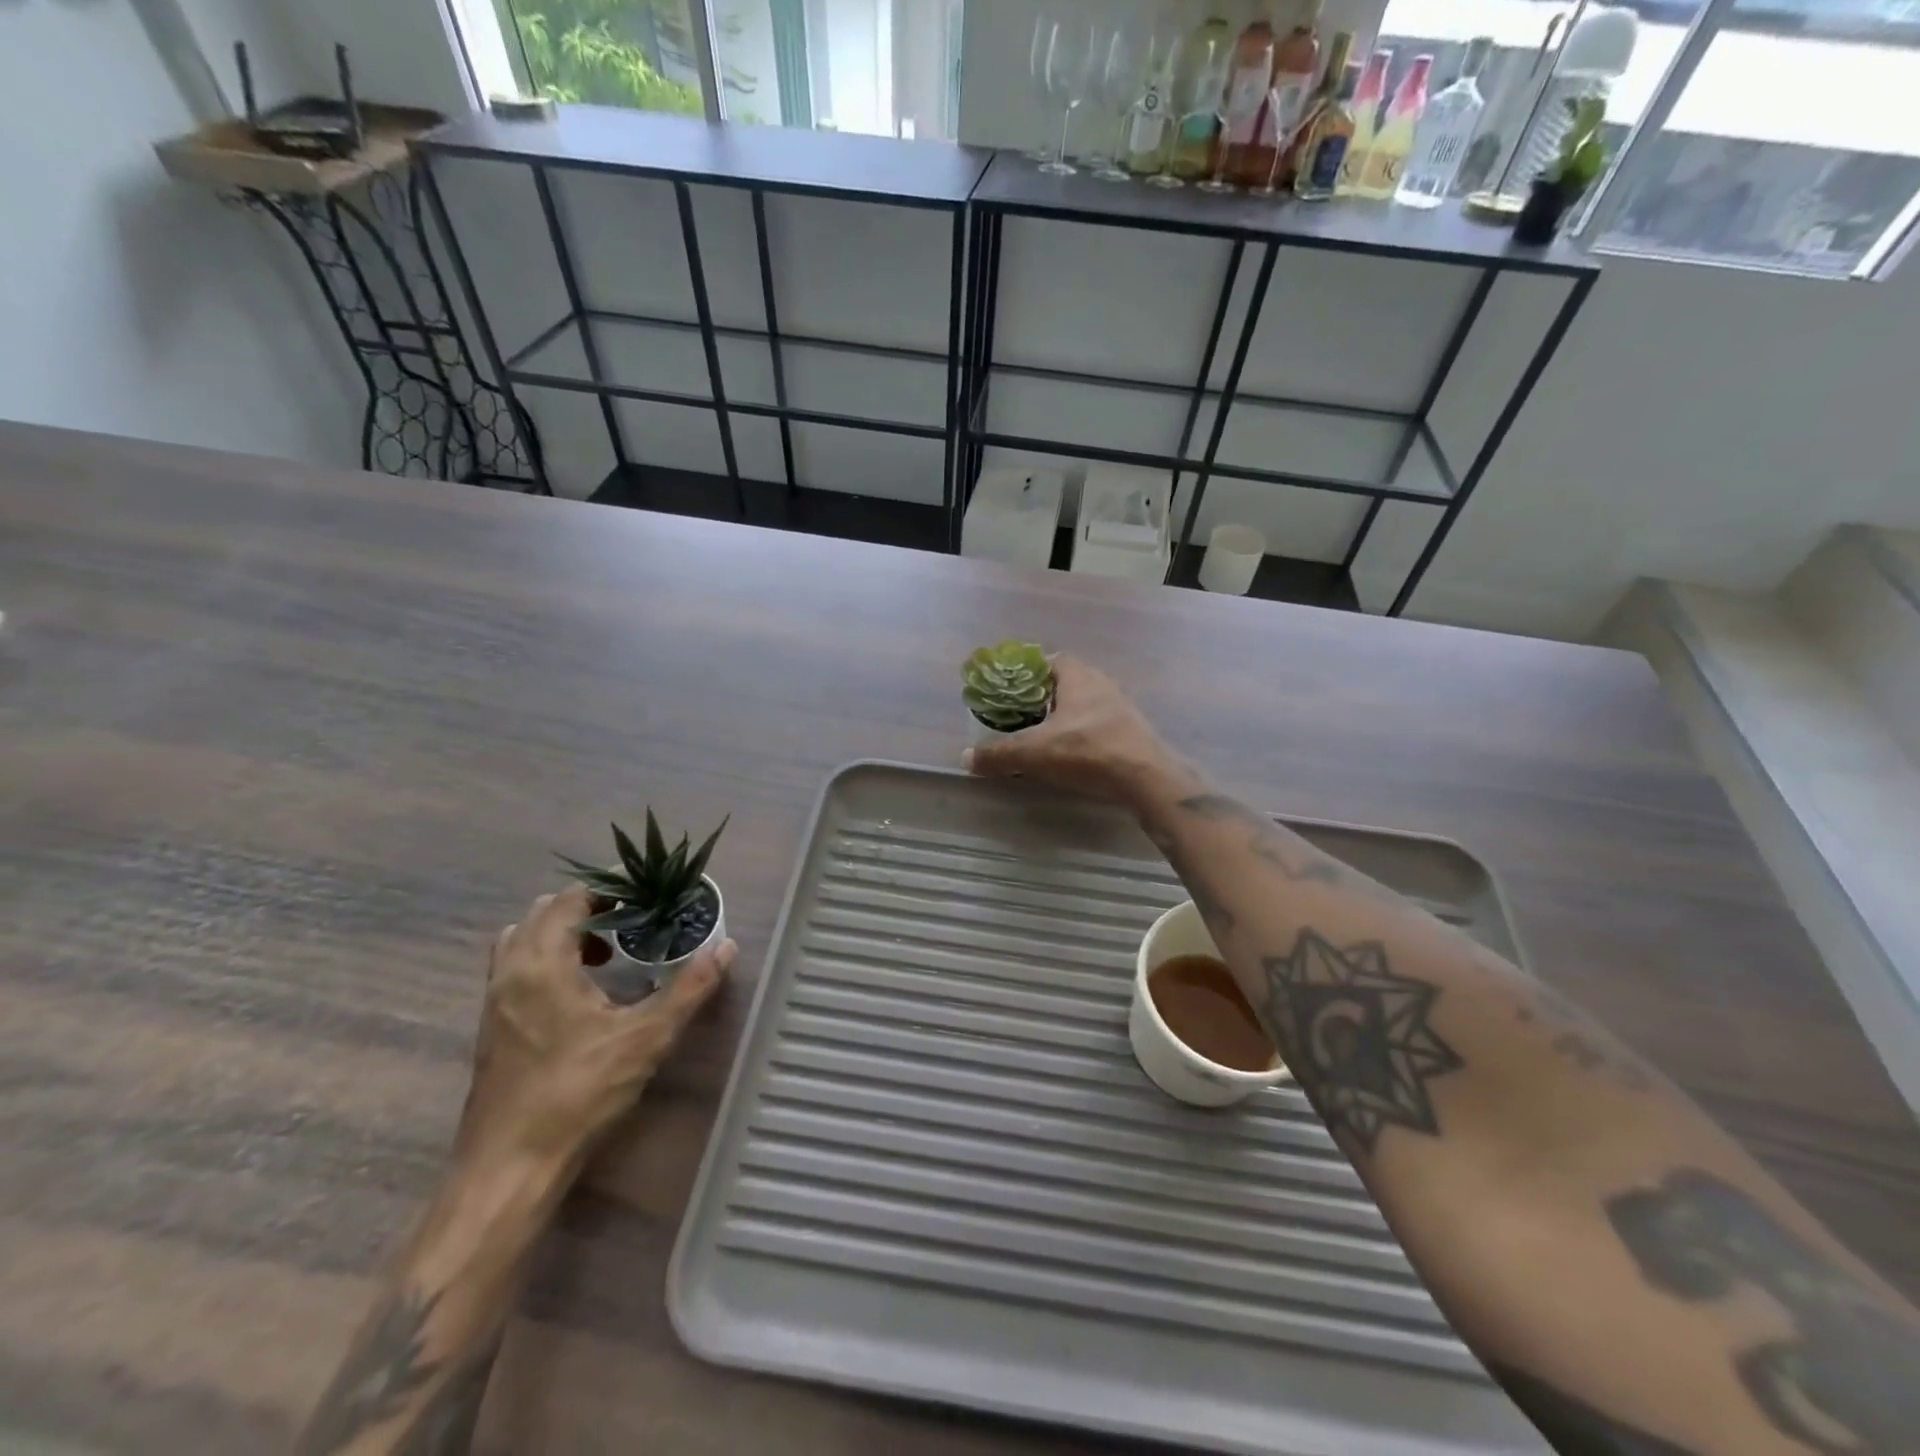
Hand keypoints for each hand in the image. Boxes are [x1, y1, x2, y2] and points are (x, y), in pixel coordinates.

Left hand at [454, 885, 731, 1171]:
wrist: (509, 1167)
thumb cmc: (576, 1093)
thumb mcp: (645, 1038)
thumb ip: (688, 988)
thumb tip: (726, 946)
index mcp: (541, 963)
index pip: (570, 898)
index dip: (609, 889)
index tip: (647, 893)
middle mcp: (510, 971)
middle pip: (544, 913)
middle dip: (591, 908)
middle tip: (635, 919)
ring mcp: (495, 1000)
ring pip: (525, 940)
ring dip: (565, 933)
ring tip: (610, 951)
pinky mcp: (493, 1027)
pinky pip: (518, 968)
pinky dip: (549, 959)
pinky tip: (585, 991)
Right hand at [962, 654, 1179, 806]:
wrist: (1145, 777)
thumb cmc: (1088, 751)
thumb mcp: (1035, 752)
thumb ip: (1000, 753)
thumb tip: (966, 759)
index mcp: (1077, 676)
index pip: (1051, 660)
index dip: (1029, 671)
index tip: (1012, 689)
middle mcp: (1100, 683)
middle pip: (1066, 681)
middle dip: (1044, 695)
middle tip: (1022, 713)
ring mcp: (1120, 706)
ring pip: (1084, 703)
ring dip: (1065, 715)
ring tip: (1043, 734)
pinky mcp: (1131, 730)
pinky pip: (1099, 723)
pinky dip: (1083, 732)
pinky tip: (1072, 752)